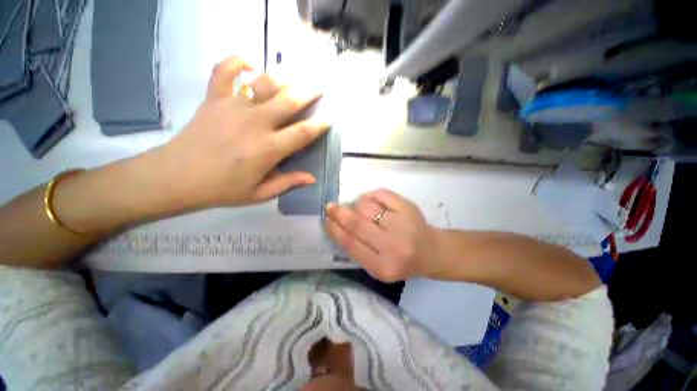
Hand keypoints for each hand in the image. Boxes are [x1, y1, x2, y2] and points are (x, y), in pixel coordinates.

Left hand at [155, 56, 329, 209]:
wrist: (176, 177)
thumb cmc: (222, 189)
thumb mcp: (260, 193)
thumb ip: (288, 183)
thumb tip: (312, 178)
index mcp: (268, 149)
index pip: (302, 133)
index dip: (319, 125)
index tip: (328, 119)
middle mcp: (255, 123)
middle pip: (288, 101)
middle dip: (308, 93)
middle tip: (318, 88)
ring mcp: (233, 106)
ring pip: (264, 83)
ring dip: (283, 76)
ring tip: (294, 75)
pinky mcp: (213, 98)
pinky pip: (224, 70)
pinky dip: (237, 61)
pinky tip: (250, 63)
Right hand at [325, 189, 442, 281]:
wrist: (431, 252)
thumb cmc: (400, 261)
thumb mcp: (377, 266)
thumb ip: (357, 249)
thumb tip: (336, 222)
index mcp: (382, 266)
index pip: (350, 243)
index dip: (335, 229)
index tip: (327, 220)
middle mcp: (392, 246)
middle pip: (357, 223)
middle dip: (339, 213)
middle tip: (331, 207)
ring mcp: (402, 224)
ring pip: (367, 205)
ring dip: (357, 204)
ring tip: (358, 207)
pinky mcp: (408, 208)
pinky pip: (381, 193)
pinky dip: (371, 195)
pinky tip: (372, 201)